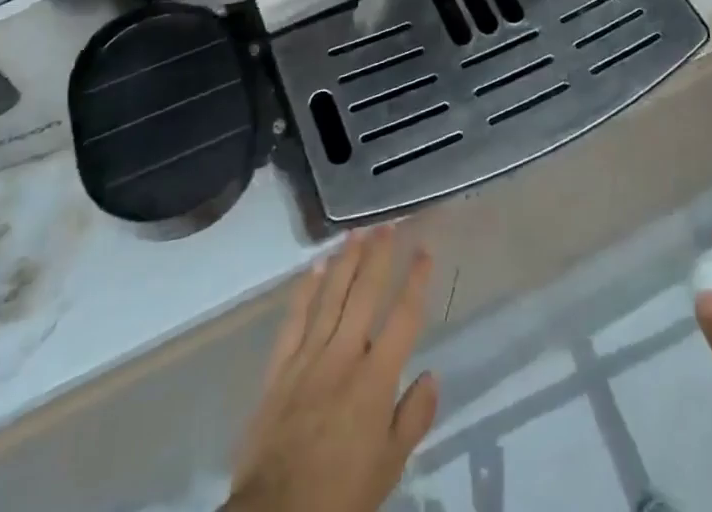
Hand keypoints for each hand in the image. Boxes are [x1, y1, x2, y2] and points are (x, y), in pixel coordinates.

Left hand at [225, 224, 438, 511]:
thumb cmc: (341, 494)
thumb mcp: (390, 467)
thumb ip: (413, 417)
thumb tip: (432, 375)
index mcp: (375, 379)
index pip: (403, 317)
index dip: (416, 280)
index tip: (424, 250)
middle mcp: (344, 355)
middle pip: (365, 293)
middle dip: (379, 255)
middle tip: (388, 225)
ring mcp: (308, 357)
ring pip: (331, 296)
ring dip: (346, 261)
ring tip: (357, 233)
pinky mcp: (279, 368)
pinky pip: (294, 319)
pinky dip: (305, 290)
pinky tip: (316, 267)